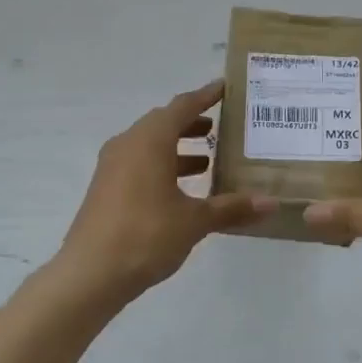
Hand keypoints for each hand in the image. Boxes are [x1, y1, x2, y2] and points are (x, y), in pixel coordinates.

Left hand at [58, 80, 274, 301]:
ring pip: (150, 145)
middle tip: (222, 127)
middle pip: (164, 123)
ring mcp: (112, 167)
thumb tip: (271, 203)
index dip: (205, 96)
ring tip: (209, 159)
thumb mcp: (194, 221)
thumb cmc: (146, 235)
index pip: (182, 106)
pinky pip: (139, 164)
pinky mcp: (106, 188)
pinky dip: (163, 166)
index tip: (225, 88)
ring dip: (178, 148)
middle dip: (193, 123)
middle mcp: (128, 144)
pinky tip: (182, 190)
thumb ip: (231, 208)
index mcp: (149, 141)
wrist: (90, 274)